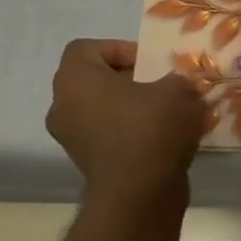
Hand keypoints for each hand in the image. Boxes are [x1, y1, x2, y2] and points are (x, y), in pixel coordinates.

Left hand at [45, 39, 206, 210]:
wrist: (138, 192)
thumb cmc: (151, 128)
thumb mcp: (178, 91)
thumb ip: (176, 79)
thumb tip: (177, 84)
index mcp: (76, 79)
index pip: (86, 48)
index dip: (119, 49)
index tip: (150, 64)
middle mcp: (63, 104)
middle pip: (94, 80)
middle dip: (129, 80)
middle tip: (162, 85)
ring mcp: (71, 136)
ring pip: (102, 109)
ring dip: (131, 107)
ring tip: (167, 113)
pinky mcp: (86, 161)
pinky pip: (108, 134)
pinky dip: (130, 131)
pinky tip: (162, 138)